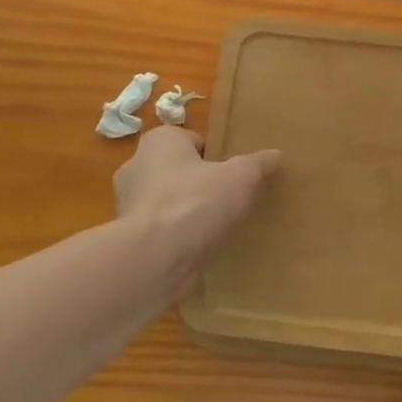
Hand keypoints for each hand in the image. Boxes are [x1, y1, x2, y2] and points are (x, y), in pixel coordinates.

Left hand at [115, 127, 279, 292]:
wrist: (154, 260)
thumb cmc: (195, 203)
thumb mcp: (240, 177)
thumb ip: (257, 164)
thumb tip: (275, 155)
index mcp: (159, 142)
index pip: (192, 141)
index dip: (215, 156)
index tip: (233, 174)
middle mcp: (136, 167)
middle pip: (178, 171)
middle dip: (199, 184)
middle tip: (227, 200)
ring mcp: (128, 205)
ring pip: (166, 202)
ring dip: (185, 213)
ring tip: (216, 229)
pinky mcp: (127, 239)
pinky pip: (159, 232)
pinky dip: (175, 238)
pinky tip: (198, 250)